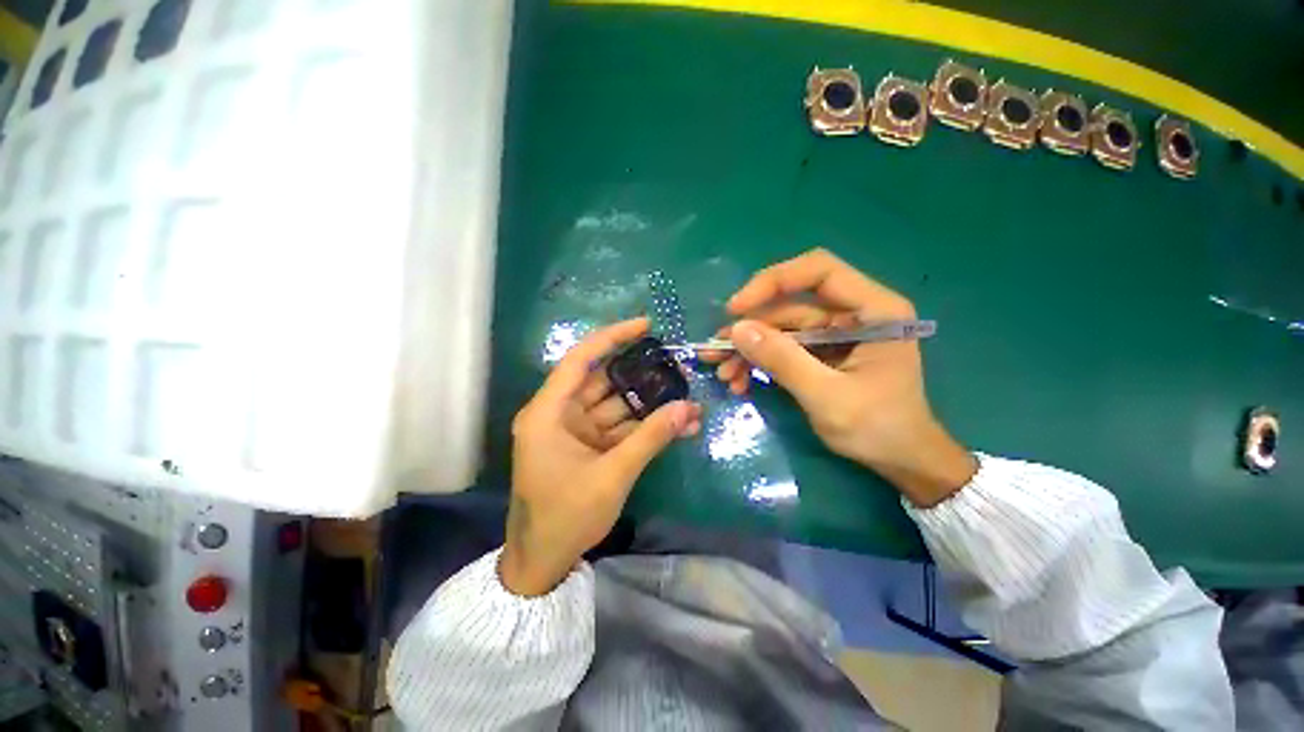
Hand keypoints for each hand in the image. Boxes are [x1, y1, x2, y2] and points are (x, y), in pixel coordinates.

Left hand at [502, 318, 702, 595]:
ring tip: (686, 398)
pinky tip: (675, 425)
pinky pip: (618, 427)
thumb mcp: (612, 475)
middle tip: (677, 364)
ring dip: (649, 404)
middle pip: (604, 380)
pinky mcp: (587, 446)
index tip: (645, 325)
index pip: (581, 359)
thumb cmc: (565, 517)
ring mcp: (574, 430)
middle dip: (641, 374)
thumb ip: (650, 438)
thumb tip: (689, 408)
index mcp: (548, 412)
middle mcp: (559, 414)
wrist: (543, 562)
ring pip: (615, 405)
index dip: (613, 337)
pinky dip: (643, 426)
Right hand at [705, 249, 974, 506]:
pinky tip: (740, 382)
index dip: (773, 282)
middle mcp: (854, 313)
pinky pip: (784, 348)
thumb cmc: (878, 428)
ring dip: (749, 350)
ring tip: (723, 374)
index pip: (818, 271)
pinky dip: (760, 362)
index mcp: (874, 310)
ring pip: (781, 329)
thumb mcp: (827, 396)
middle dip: (750, 329)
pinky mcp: (822, 352)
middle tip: (716, 351)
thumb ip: (783, 360)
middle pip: (790, 305)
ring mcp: (836, 333)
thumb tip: (737, 329)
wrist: (902, 461)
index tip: (736, 308)